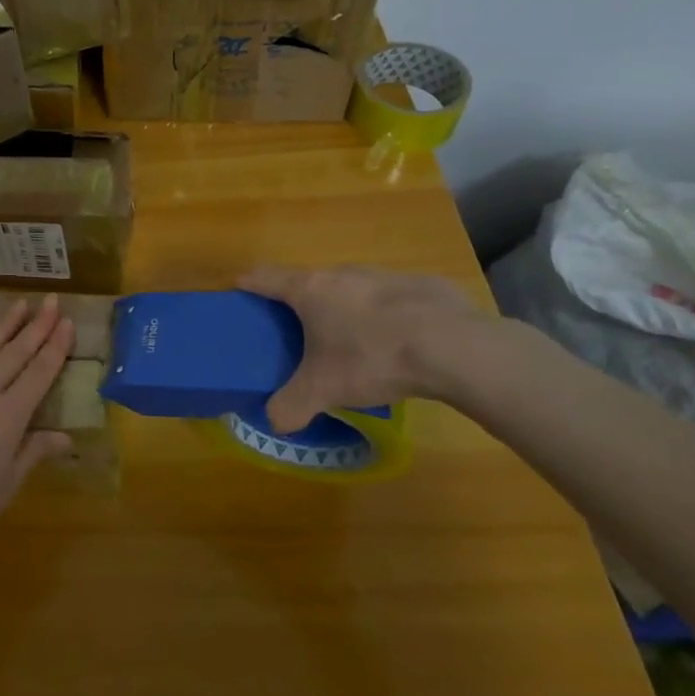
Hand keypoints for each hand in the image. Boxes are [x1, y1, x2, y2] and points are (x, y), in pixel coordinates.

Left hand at [0, 295, 75, 549]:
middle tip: (51, 301)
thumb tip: (67, 436)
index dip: (55, 347)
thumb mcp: (6, 485)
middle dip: (37, 327)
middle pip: (16, 354)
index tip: (66, 322)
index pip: (39, 374)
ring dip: (4, 326)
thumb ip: (34, 452)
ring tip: (21, 304)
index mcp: (9, 417)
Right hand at [239, 265, 486, 431]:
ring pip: (354, 288)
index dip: (250, 283)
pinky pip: (394, 299)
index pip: (266, 277)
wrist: (454, 347)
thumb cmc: (371, 358)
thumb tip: (274, 422)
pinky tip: (401, 343)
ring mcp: (385, 275)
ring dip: (347, 307)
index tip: (240, 289)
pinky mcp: (424, 285)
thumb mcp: (324, 389)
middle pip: (311, 281)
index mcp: (310, 290)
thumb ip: (292, 405)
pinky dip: (389, 316)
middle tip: (300, 331)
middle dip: (302, 303)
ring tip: (353, 341)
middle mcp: (343, 273)